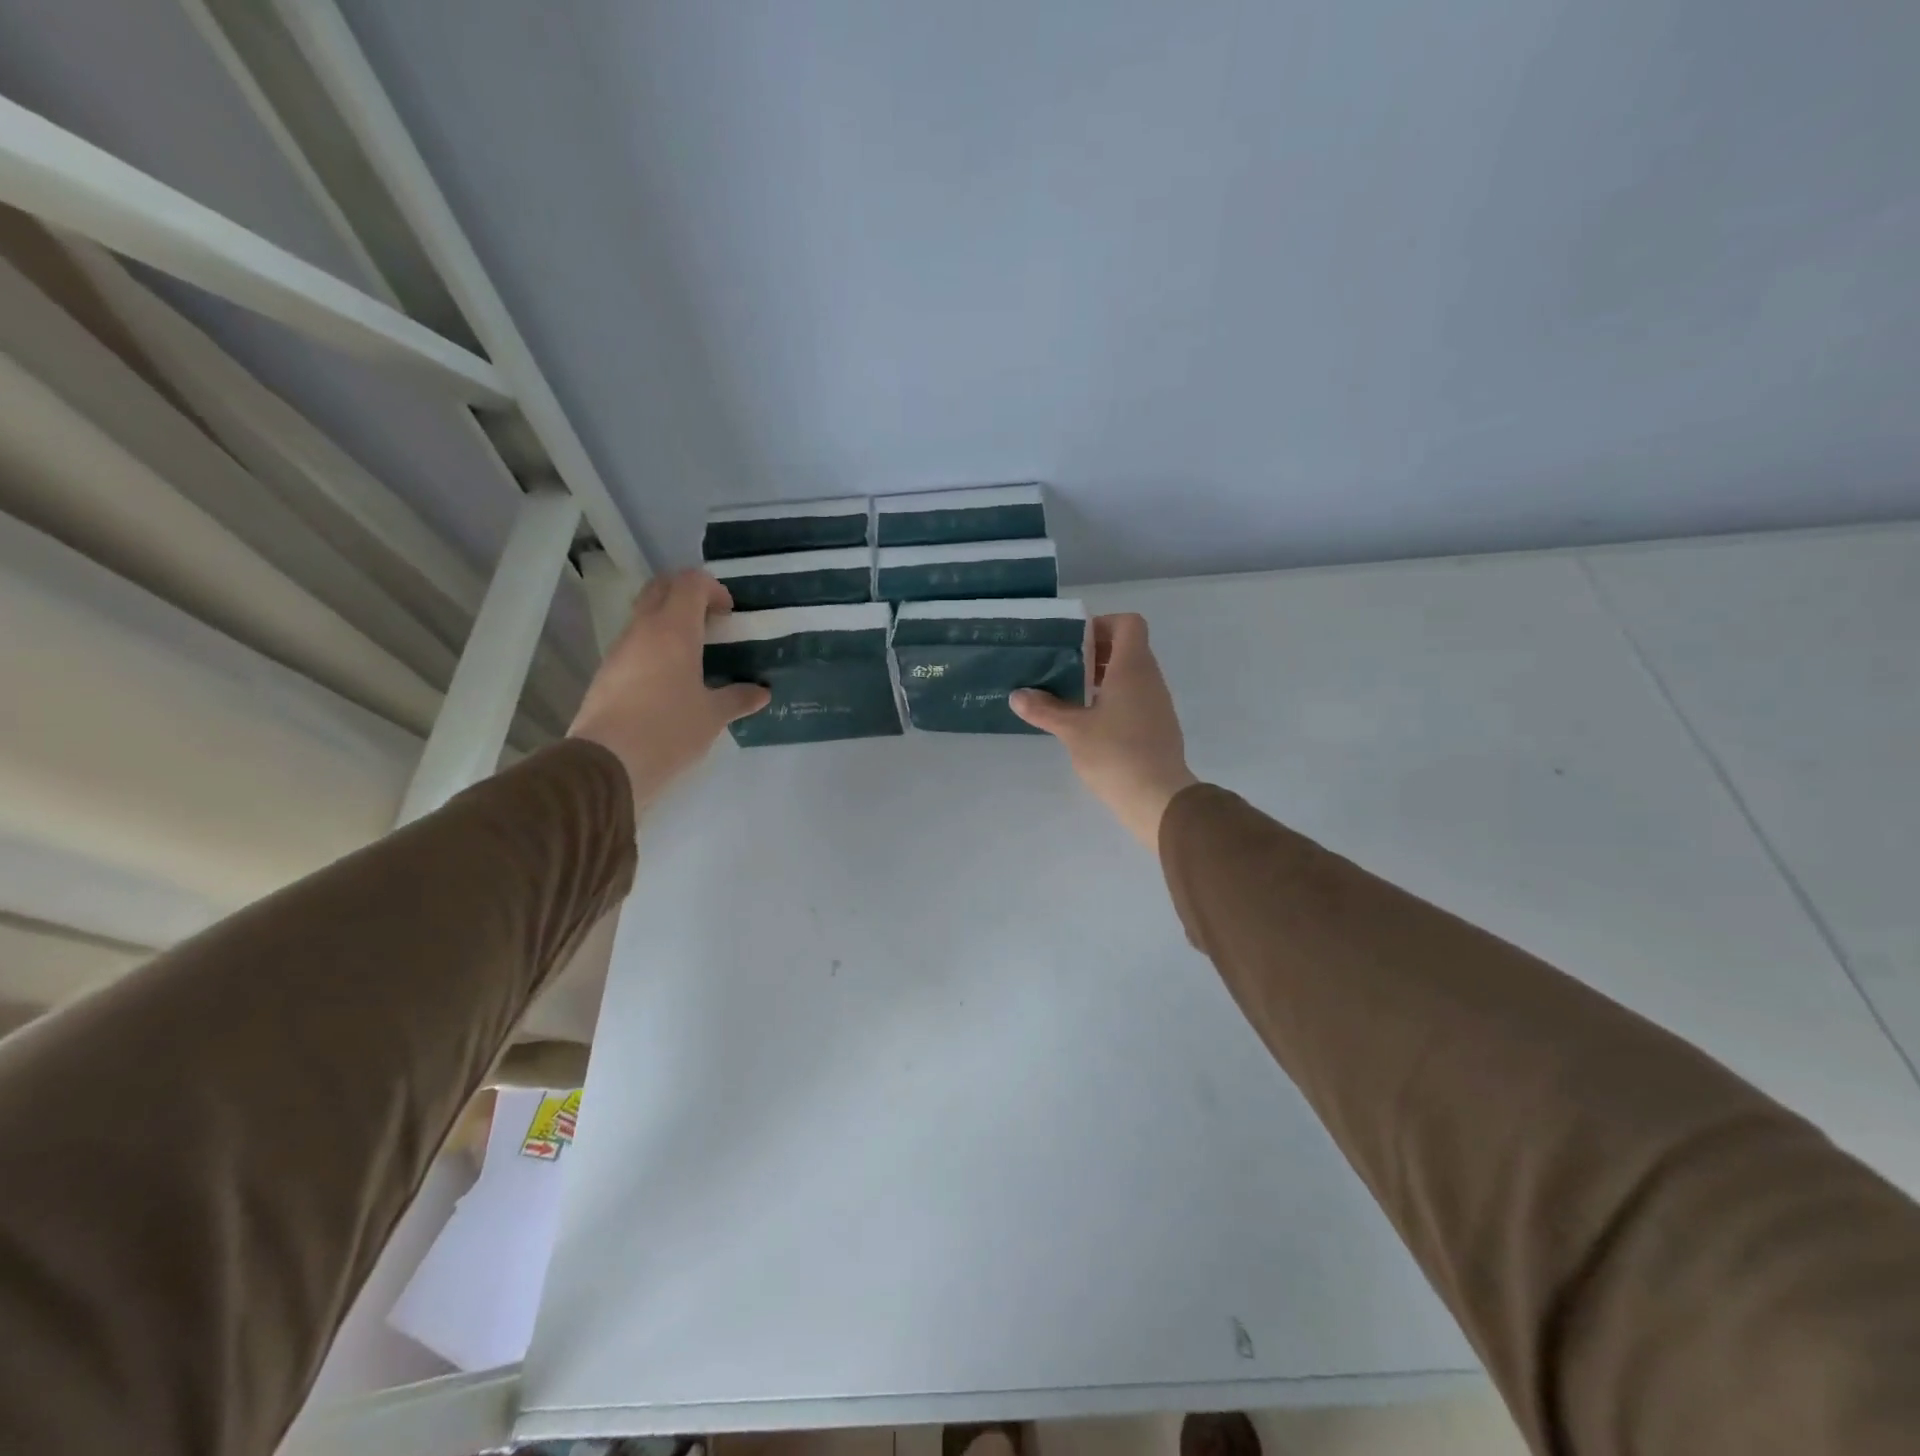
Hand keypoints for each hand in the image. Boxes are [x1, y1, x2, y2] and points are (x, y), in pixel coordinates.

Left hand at [568, 570, 769, 815]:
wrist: (607, 764)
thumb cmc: (668, 730)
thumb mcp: (712, 716)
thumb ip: (738, 698)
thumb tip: (761, 692)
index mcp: (673, 630)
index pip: (690, 583)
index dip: (713, 588)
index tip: (729, 613)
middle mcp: (642, 630)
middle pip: (661, 588)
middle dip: (687, 593)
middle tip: (711, 620)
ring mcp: (619, 650)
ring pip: (644, 615)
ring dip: (669, 620)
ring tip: (695, 652)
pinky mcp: (607, 673)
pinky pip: (635, 644)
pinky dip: (655, 645)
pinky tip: (671, 678)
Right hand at [1010, 613, 1197, 850]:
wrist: (1158, 798)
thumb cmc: (1115, 754)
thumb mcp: (1072, 730)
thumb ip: (1044, 709)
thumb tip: (1017, 695)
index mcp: (1132, 667)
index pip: (1128, 623)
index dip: (1102, 624)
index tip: (1074, 643)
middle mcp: (1150, 678)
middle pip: (1128, 647)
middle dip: (1095, 652)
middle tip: (1063, 666)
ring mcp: (1157, 703)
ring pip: (1131, 674)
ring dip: (1102, 676)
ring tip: (1070, 693)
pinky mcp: (1157, 726)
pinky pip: (1135, 697)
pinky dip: (1113, 698)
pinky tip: (1089, 721)